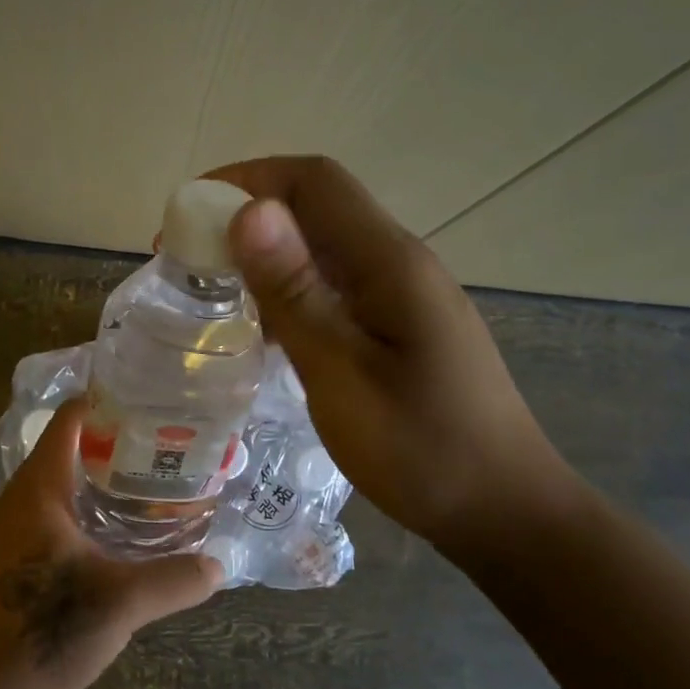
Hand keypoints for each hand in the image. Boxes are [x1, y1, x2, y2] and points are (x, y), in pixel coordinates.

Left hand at [0, 398, 221, 688]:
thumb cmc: (40, 631)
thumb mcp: (119, 604)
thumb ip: (173, 580)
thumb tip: (221, 566)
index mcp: (39, 489)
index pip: (70, 420)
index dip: (107, 401)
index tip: (153, 399)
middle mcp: (21, 501)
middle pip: (70, 450)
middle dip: (118, 444)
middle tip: (170, 443)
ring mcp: (13, 533)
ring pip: (64, 488)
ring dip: (104, 482)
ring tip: (155, 483)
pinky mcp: (15, 564)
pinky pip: (58, 519)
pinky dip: (90, 514)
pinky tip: (122, 536)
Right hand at [207, 155, 579, 566]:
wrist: (501, 507)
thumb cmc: (421, 449)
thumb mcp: (343, 375)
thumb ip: (296, 294)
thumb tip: (250, 211)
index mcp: (389, 262)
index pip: (313, 182)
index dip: (246, 180)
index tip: (189, 216)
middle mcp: (398, 263)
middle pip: (317, 207)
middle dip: (246, 217)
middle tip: (188, 259)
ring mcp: (403, 295)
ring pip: (323, 248)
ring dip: (265, 256)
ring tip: (213, 291)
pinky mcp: (400, 325)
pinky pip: (335, 286)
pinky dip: (289, 292)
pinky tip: (262, 331)